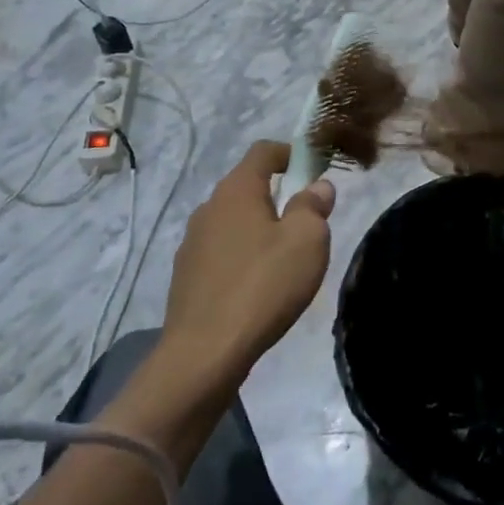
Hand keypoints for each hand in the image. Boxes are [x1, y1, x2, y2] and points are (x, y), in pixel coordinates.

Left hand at [162, 141, 334, 383]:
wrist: (204, 353)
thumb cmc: (263, 286)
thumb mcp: (306, 242)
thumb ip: (313, 207)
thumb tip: (317, 186)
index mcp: (237, 191)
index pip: (263, 151)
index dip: (290, 152)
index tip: (313, 168)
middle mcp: (209, 208)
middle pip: (247, 187)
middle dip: (278, 196)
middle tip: (306, 224)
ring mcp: (192, 243)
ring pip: (234, 222)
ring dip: (259, 229)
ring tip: (284, 261)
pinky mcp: (186, 276)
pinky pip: (221, 252)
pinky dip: (242, 257)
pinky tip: (257, 288)